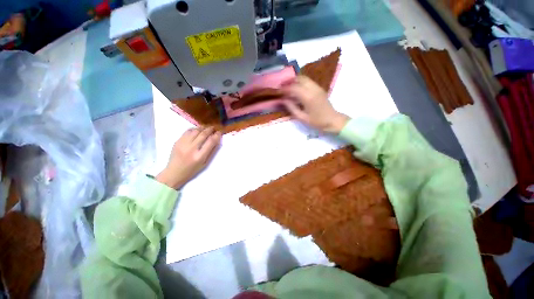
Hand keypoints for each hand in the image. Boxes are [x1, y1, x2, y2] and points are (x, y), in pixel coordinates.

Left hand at [156, 127, 221, 188]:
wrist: (174, 172)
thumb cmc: (192, 169)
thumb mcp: (205, 163)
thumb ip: (211, 151)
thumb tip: (217, 140)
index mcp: (200, 156)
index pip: (211, 142)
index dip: (217, 135)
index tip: (219, 132)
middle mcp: (191, 149)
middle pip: (203, 134)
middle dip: (210, 129)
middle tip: (214, 128)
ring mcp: (183, 144)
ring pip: (195, 131)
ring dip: (203, 128)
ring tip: (207, 128)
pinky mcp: (177, 141)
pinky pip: (187, 131)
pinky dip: (194, 129)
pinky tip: (198, 130)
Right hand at [282, 76, 348, 133]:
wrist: (333, 121)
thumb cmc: (317, 122)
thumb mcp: (302, 117)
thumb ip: (291, 108)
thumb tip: (283, 100)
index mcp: (308, 97)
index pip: (293, 88)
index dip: (284, 89)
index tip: (278, 91)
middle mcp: (313, 89)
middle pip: (299, 78)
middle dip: (289, 80)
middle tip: (282, 86)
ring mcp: (317, 87)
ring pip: (304, 78)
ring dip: (295, 80)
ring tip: (288, 86)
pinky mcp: (319, 88)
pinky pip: (308, 81)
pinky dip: (300, 82)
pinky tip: (296, 89)